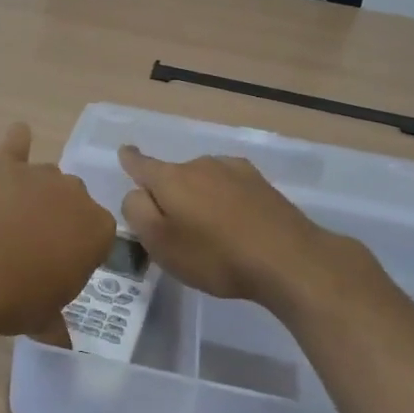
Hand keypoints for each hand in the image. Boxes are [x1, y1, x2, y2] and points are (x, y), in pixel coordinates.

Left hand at [0, 123, 113, 342]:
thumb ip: (58, 322)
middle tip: (31, 247)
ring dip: (34, 193)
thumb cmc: (16, 300)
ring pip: (46, 177)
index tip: (59, 267)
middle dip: (58, 219)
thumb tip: (62, 339)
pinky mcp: (3, 163)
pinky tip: (15, 142)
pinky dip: (16, 143)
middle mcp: (75, 194)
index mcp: (98, 230)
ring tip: (8, 219)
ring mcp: (39, 174)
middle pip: (73, 201)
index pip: (99, 234)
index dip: (78, 250)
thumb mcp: (46, 320)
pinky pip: (17, 142)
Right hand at [118, 144, 377, 306]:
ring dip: (198, 197)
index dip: (130, 160)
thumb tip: (136, 193)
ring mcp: (233, 170)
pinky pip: (228, 187)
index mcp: (171, 178)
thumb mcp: (160, 243)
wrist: (288, 259)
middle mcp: (200, 164)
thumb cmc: (215, 256)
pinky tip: (234, 223)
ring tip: (207, 231)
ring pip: (202, 180)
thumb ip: (137, 212)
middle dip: (168, 194)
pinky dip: (223, 200)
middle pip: (173, 175)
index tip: (125, 153)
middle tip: (173, 230)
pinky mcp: (260, 183)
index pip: (141, 163)